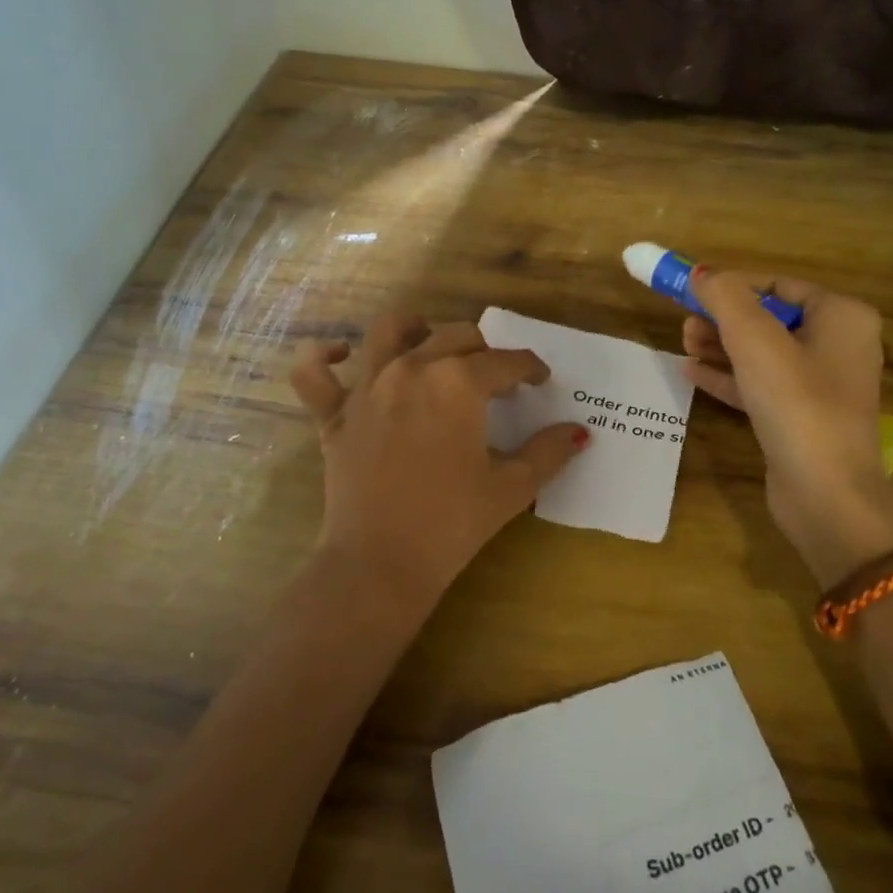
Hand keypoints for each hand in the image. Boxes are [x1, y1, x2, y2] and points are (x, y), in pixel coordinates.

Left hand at [290, 315, 587, 606]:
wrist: (379, 564)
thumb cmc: (452, 524)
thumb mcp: (512, 487)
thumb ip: (549, 452)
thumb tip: (579, 432)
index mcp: (459, 382)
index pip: (506, 362)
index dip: (530, 368)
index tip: (540, 380)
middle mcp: (411, 368)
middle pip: (455, 336)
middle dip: (484, 352)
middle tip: (496, 380)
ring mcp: (367, 387)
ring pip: (389, 330)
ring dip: (414, 328)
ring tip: (429, 342)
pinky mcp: (333, 414)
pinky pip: (312, 373)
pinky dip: (322, 357)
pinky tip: (339, 354)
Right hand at [684, 270, 892, 587]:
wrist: (826, 495)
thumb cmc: (797, 403)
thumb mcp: (755, 340)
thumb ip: (725, 298)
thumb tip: (701, 272)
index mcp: (842, 317)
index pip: (779, 285)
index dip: (734, 284)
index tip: (692, 289)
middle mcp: (838, 346)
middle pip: (769, 319)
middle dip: (724, 318)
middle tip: (684, 321)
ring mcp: (821, 386)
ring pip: (762, 354)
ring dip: (721, 346)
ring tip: (683, 342)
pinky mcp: (801, 418)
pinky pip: (761, 385)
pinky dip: (729, 377)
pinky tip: (691, 372)